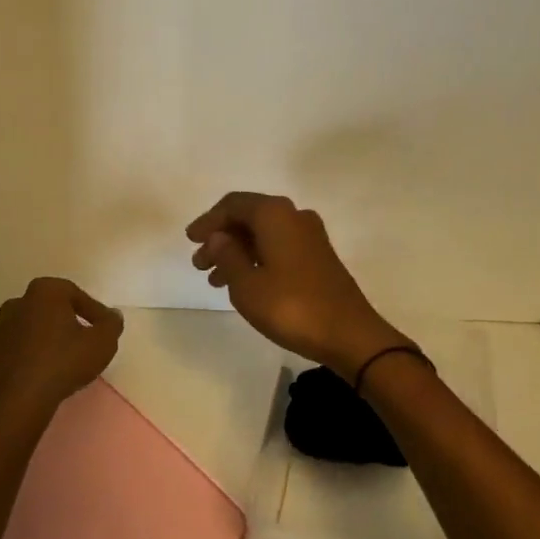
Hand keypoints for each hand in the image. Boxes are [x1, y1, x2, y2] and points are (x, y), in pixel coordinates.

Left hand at [0, 277, 124, 413]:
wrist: (20, 400)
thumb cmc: (64, 362)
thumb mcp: (103, 342)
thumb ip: (111, 324)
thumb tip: (112, 316)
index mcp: (44, 292)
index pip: (74, 294)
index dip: (92, 310)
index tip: (103, 328)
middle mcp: (15, 305)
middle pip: (45, 309)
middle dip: (61, 321)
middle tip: (78, 341)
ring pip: (23, 330)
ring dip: (37, 340)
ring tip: (55, 360)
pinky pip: (8, 354)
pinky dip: (19, 360)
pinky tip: (32, 375)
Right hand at [187, 193, 410, 378]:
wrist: (349, 334)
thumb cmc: (291, 306)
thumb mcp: (247, 284)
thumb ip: (227, 255)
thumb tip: (218, 237)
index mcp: (275, 214)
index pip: (233, 205)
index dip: (208, 221)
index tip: (190, 240)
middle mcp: (294, 216)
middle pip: (249, 217)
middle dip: (221, 238)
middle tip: (200, 264)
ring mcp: (310, 236)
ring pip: (263, 235)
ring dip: (237, 252)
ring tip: (215, 280)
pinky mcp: (319, 256)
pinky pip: (278, 247)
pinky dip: (257, 259)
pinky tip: (244, 283)